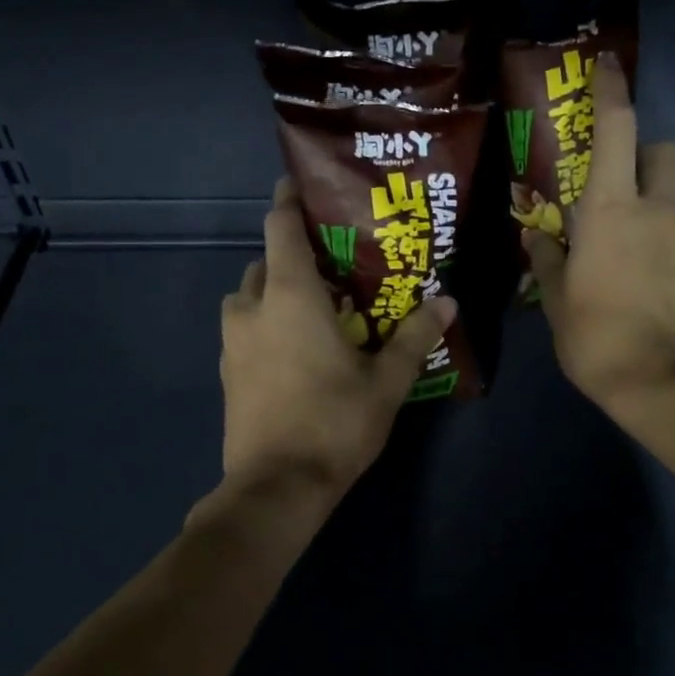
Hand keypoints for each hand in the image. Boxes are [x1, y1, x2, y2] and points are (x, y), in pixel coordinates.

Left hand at [218, 179, 454, 497]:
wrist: (276, 488)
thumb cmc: (334, 424)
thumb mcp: (386, 381)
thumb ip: (414, 337)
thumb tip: (448, 302)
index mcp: (289, 295)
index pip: (280, 226)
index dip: (290, 201)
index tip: (306, 188)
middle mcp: (252, 308)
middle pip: (266, 261)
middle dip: (294, 256)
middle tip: (334, 266)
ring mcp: (231, 342)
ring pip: (249, 297)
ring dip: (275, 292)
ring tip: (314, 309)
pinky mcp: (226, 373)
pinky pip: (244, 329)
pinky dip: (265, 324)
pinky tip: (295, 349)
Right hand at [524, 52, 674, 417]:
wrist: (666, 383)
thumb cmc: (597, 337)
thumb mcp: (557, 300)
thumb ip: (546, 260)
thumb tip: (537, 238)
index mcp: (611, 209)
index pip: (617, 129)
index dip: (612, 91)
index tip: (607, 65)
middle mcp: (655, 209)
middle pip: (662, 149)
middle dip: (642, 150)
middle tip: (613, 181)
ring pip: (673, 192)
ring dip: (650, 198)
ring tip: (619, 240)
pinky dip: (660, 234)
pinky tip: (638, 272)